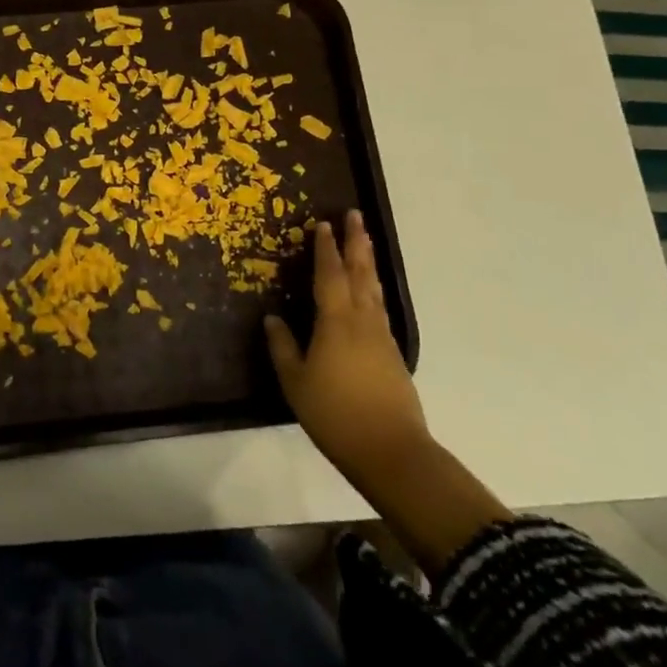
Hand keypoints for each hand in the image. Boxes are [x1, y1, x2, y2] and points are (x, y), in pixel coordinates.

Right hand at [266, 211, 428, 495]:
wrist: (390, 450)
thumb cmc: (335, 414)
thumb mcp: (295, 382)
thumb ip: (282, 347)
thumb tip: (272, 318)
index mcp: (336, 321)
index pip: (330, 274)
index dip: (326, 248)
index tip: (324, 223)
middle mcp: (362, 320)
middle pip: (360, 272)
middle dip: (356, 242)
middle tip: (356, 215)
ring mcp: (382, 336)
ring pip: (374, 288)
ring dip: (368, 261)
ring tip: (365, 241)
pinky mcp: (393, 353)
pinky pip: (380, 308)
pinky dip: (374, 289)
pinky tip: (371, 293)